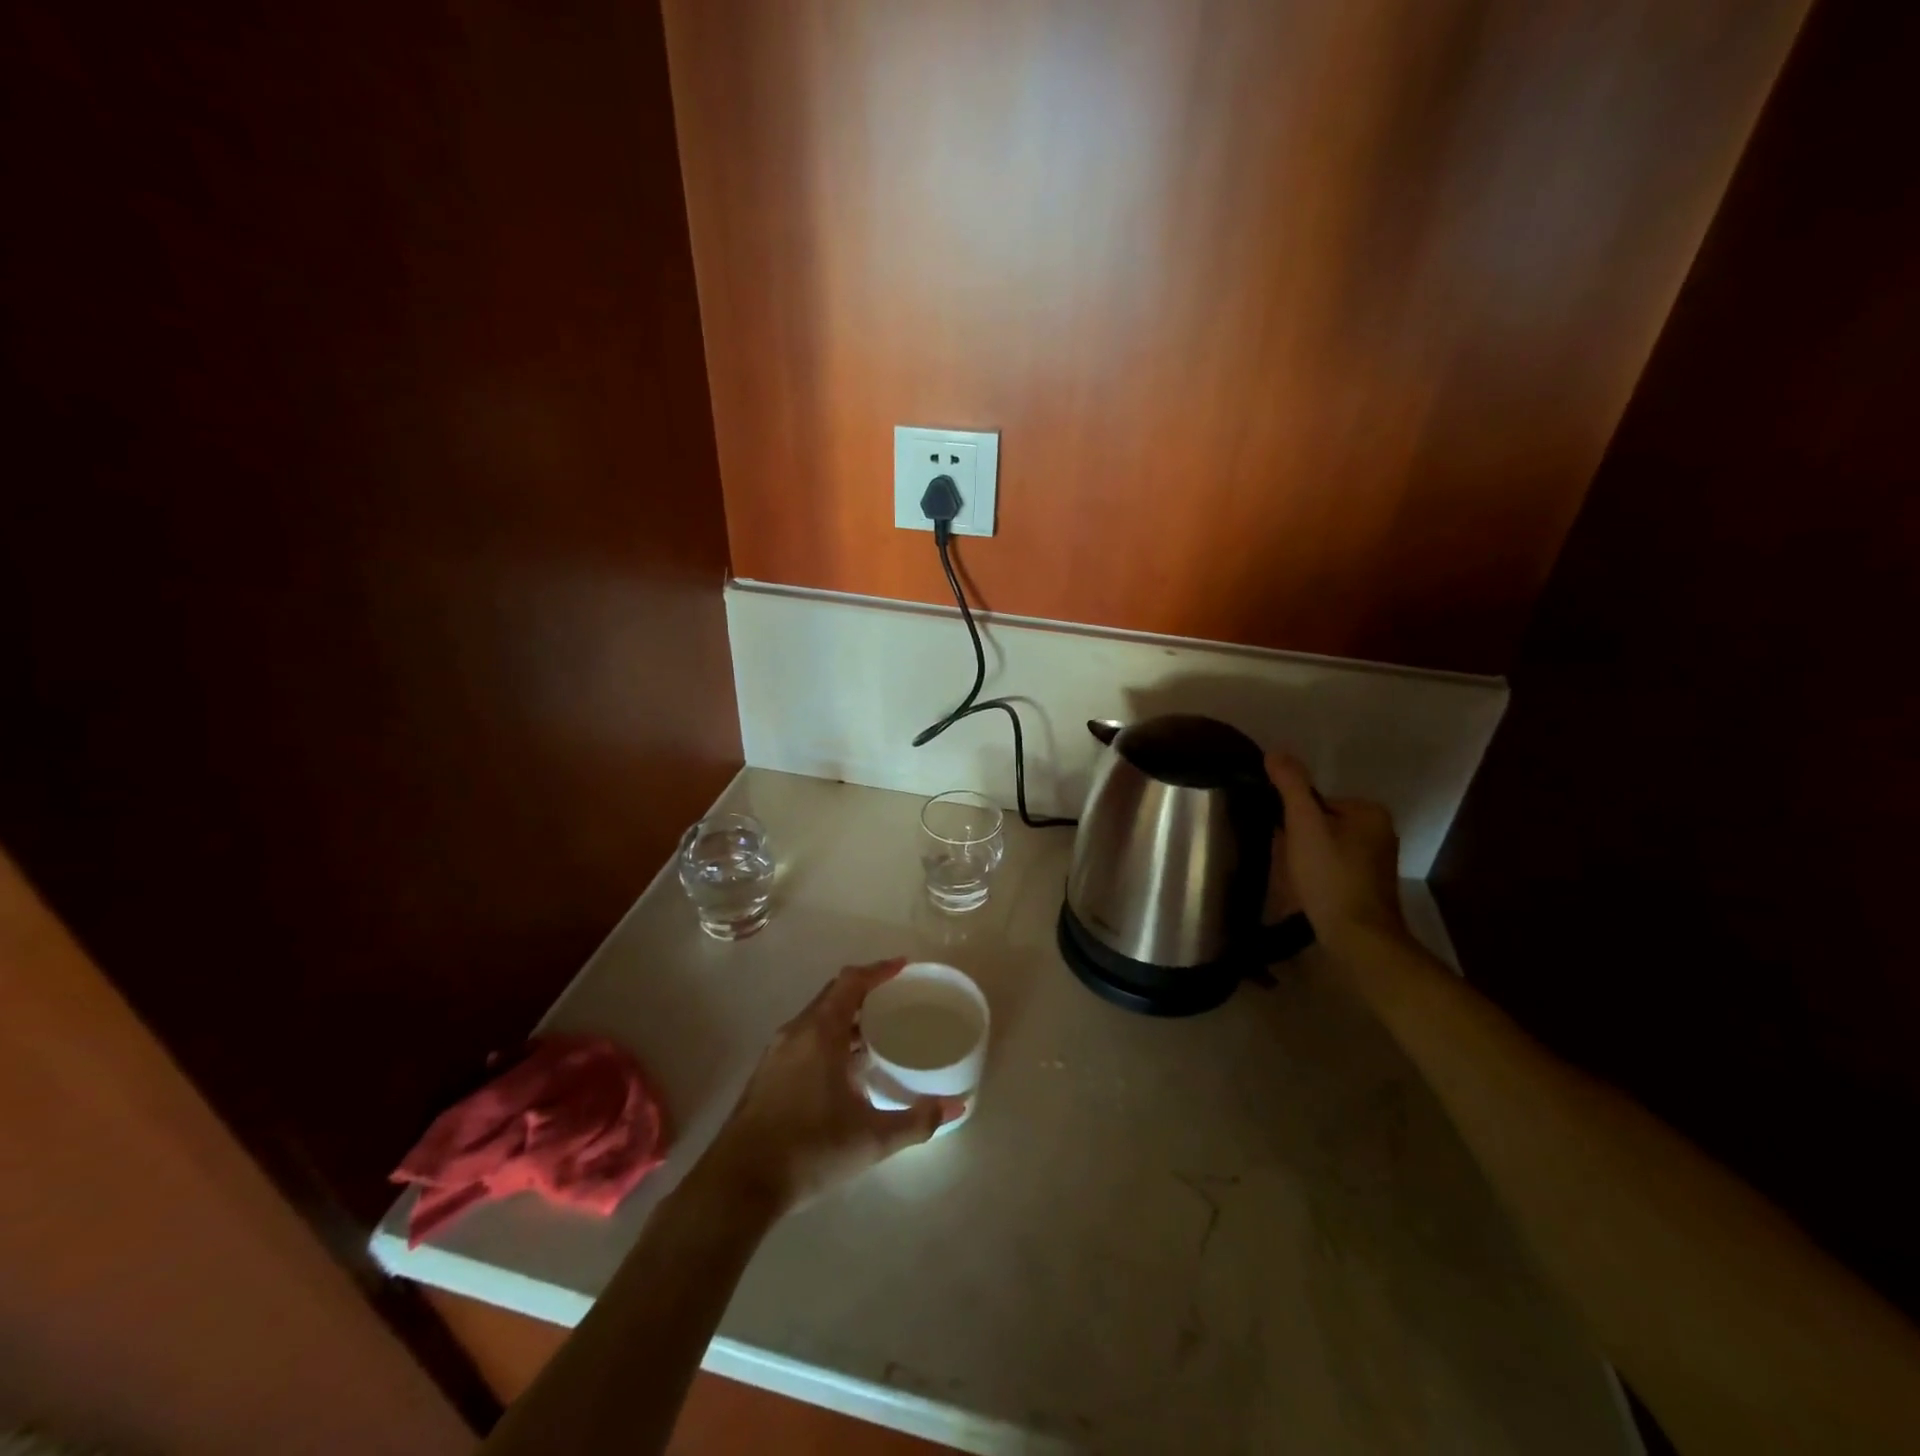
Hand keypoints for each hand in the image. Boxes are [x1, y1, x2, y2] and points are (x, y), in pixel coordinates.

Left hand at [701, 959, 960, 1212]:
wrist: (737, 1185)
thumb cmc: (808, 1150)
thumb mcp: (871, 1139)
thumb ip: (916, 1121)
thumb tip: (956, 1108)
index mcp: (820, 1032)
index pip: (851, 982)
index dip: (879, 970)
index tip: (904, 967)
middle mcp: (796, 1032)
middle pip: (833, 995)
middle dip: (865, 992)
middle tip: (895, 1000)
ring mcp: (776, 1053)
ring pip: (817, 1018)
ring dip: (846, 1018)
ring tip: (875, 1033)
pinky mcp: (766, 1075)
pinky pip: (804, 1038)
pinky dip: (829, 1037)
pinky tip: (844, 1070)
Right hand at [1266, 753, 1409, 956]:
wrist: (1358, 937)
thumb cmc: (1331, 876)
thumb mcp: (1304, 824)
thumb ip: (1291, 786)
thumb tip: (1275, 752)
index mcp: (1369, 812)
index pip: (1316, 800)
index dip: (1293, 818)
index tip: (1284, 839)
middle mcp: (1380, 832)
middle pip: (1322, 823)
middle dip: (1300, 838)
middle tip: (1286, 859)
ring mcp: (1377, 862)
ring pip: (1326, 847)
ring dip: (1307, 857)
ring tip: (1295, 876)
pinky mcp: (1370, 887)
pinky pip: (1334, 868)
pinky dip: (1319, 875)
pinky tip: (1309, 890)